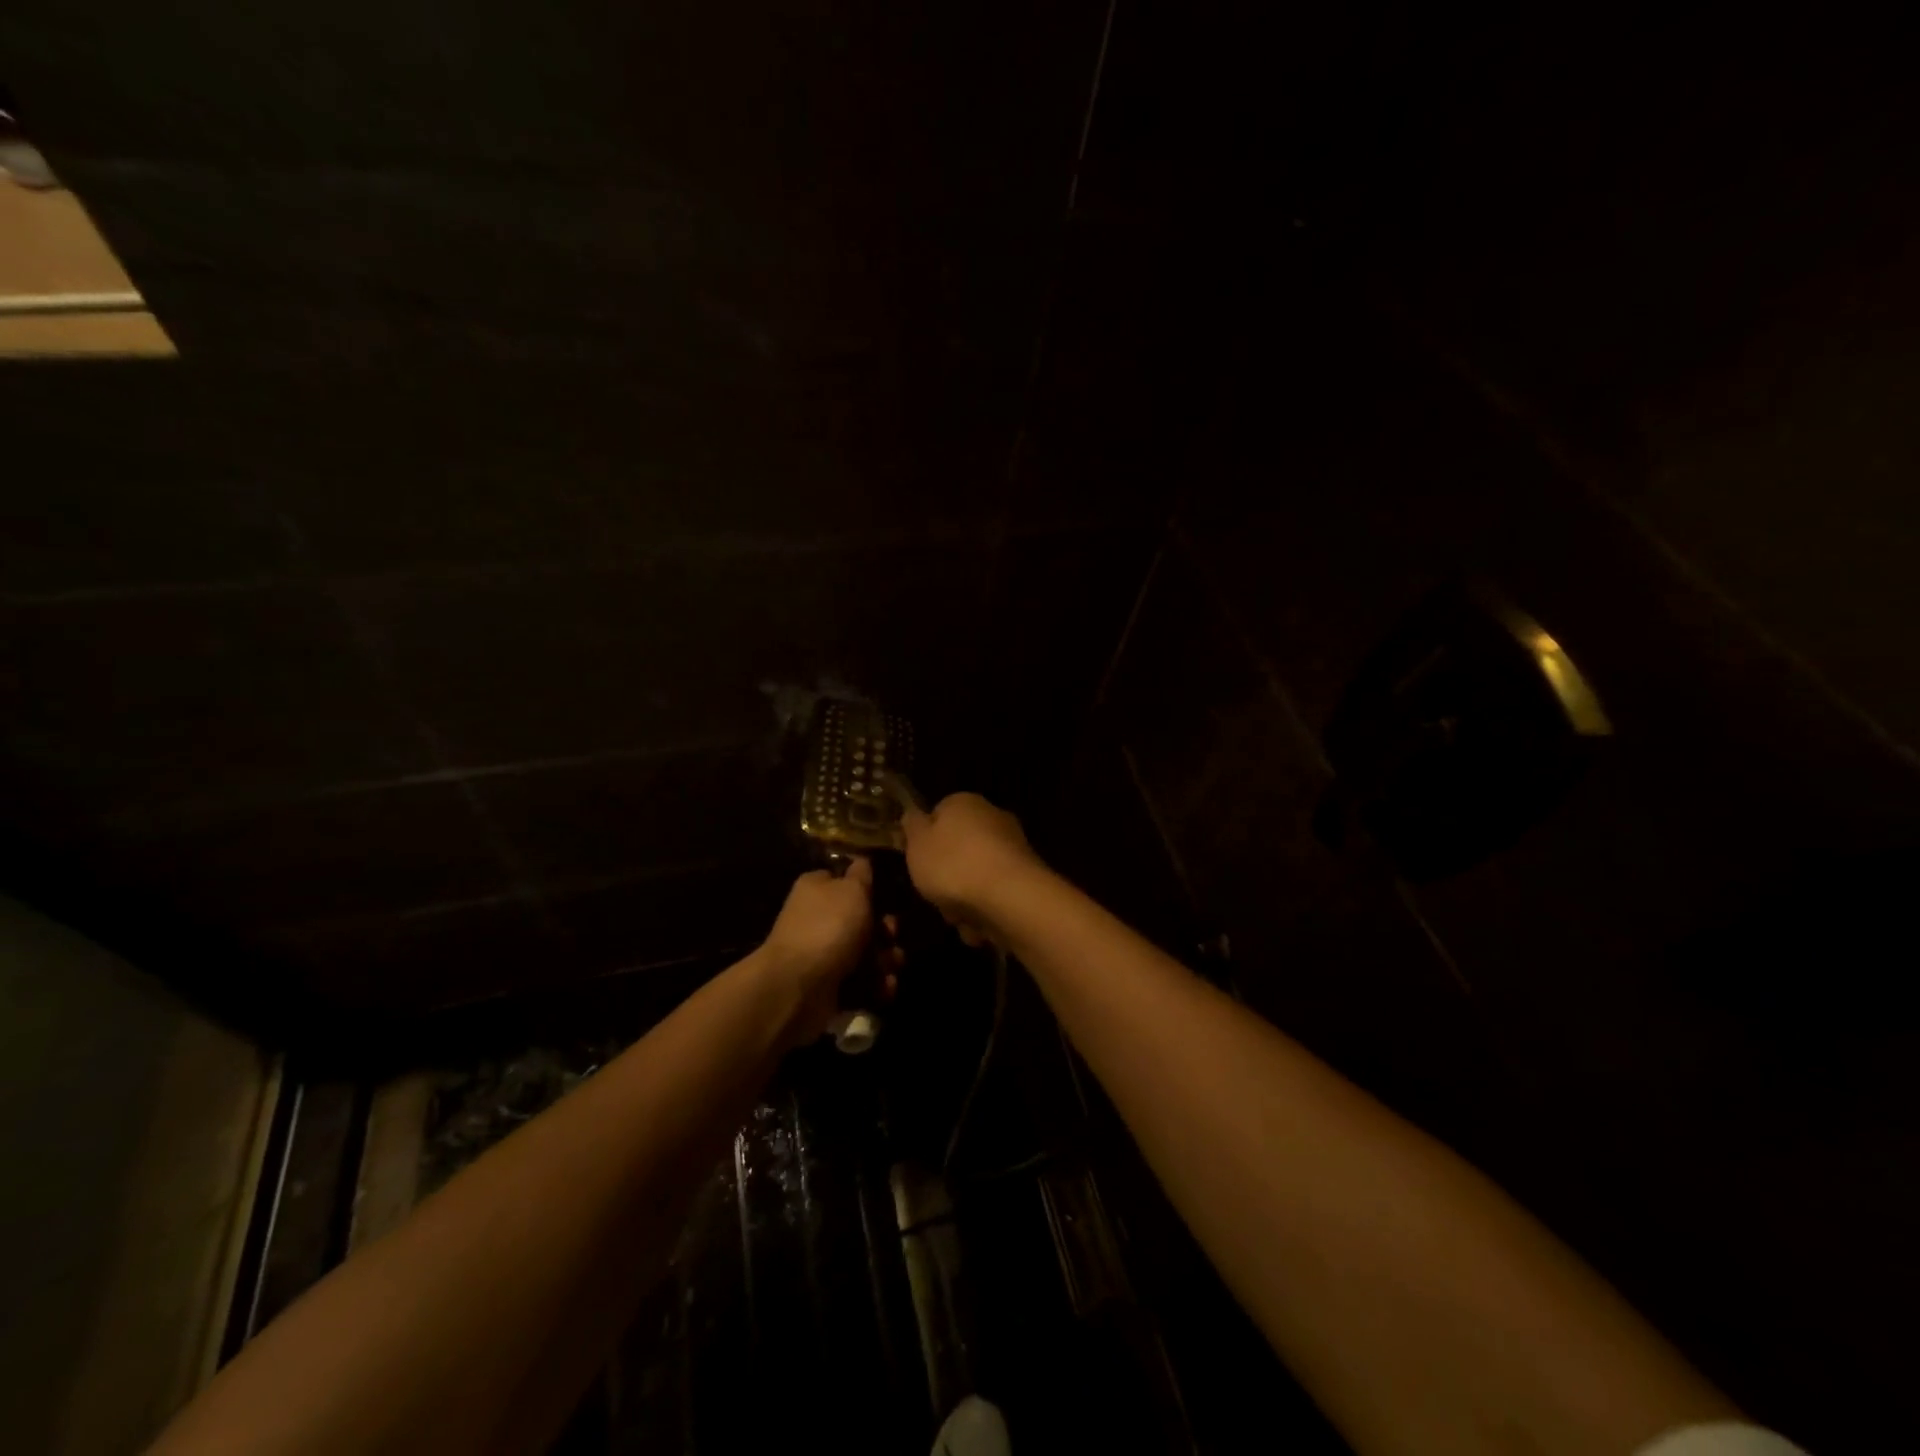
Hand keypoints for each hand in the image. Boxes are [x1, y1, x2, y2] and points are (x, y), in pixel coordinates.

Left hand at [760, 859, 901, 1043]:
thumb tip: (862, 861)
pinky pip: (862, 983)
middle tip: (891, 935)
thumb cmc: (829, 927)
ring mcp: (823, 955)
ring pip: (866, 953)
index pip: (844, 881)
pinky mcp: (830, 987)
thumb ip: (861, 874)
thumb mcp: (852, 889)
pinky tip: (884, 986)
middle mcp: (817, 920)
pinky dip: (877, 986)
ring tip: (892, 965)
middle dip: (884, 930)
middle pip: (861, 921)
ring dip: (886, 959)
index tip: (886, 897)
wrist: (799, 987)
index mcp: (817, 890)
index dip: (868, 889)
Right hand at [899, 792, 1044, 943]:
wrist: (1010, 897)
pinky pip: (995, 895)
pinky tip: (980, 926)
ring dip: (964, 901)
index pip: (938, 815)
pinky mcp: (1026, 878)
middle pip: (958, 850)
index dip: (925, 841)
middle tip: (936, 896)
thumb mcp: (916, 844)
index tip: (918, 863)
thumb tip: (914, 815)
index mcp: (964, 803)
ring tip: (959, 918)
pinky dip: (986, 911)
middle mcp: (992, 818)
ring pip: (976, 877)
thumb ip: (912, 828)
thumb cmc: (953, 865)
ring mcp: (1013, 848)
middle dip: (946, 878)